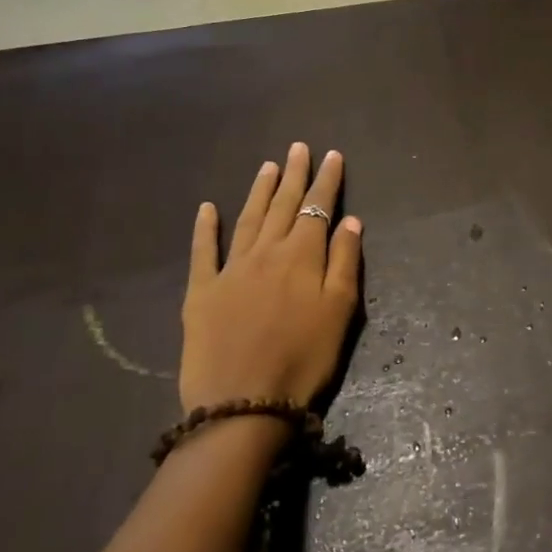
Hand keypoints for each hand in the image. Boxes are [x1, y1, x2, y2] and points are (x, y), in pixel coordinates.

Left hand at [180, 142, 362, 413]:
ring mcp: (231, 269)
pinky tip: (207, 207)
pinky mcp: (201, 292)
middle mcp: (266, 252)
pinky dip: (205, 227)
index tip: (332, 155)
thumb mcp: (340, 311)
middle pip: (283, 205)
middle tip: (299, 147)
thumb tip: (350, 221)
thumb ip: (344, 262)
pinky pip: (203, 251)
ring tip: (269, 166)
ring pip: (248, 219)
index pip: (318, 208)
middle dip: (295, 175)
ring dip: (259, 190)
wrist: (243, 403)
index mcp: (302, 256)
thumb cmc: (304, 358)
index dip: (327, 181)